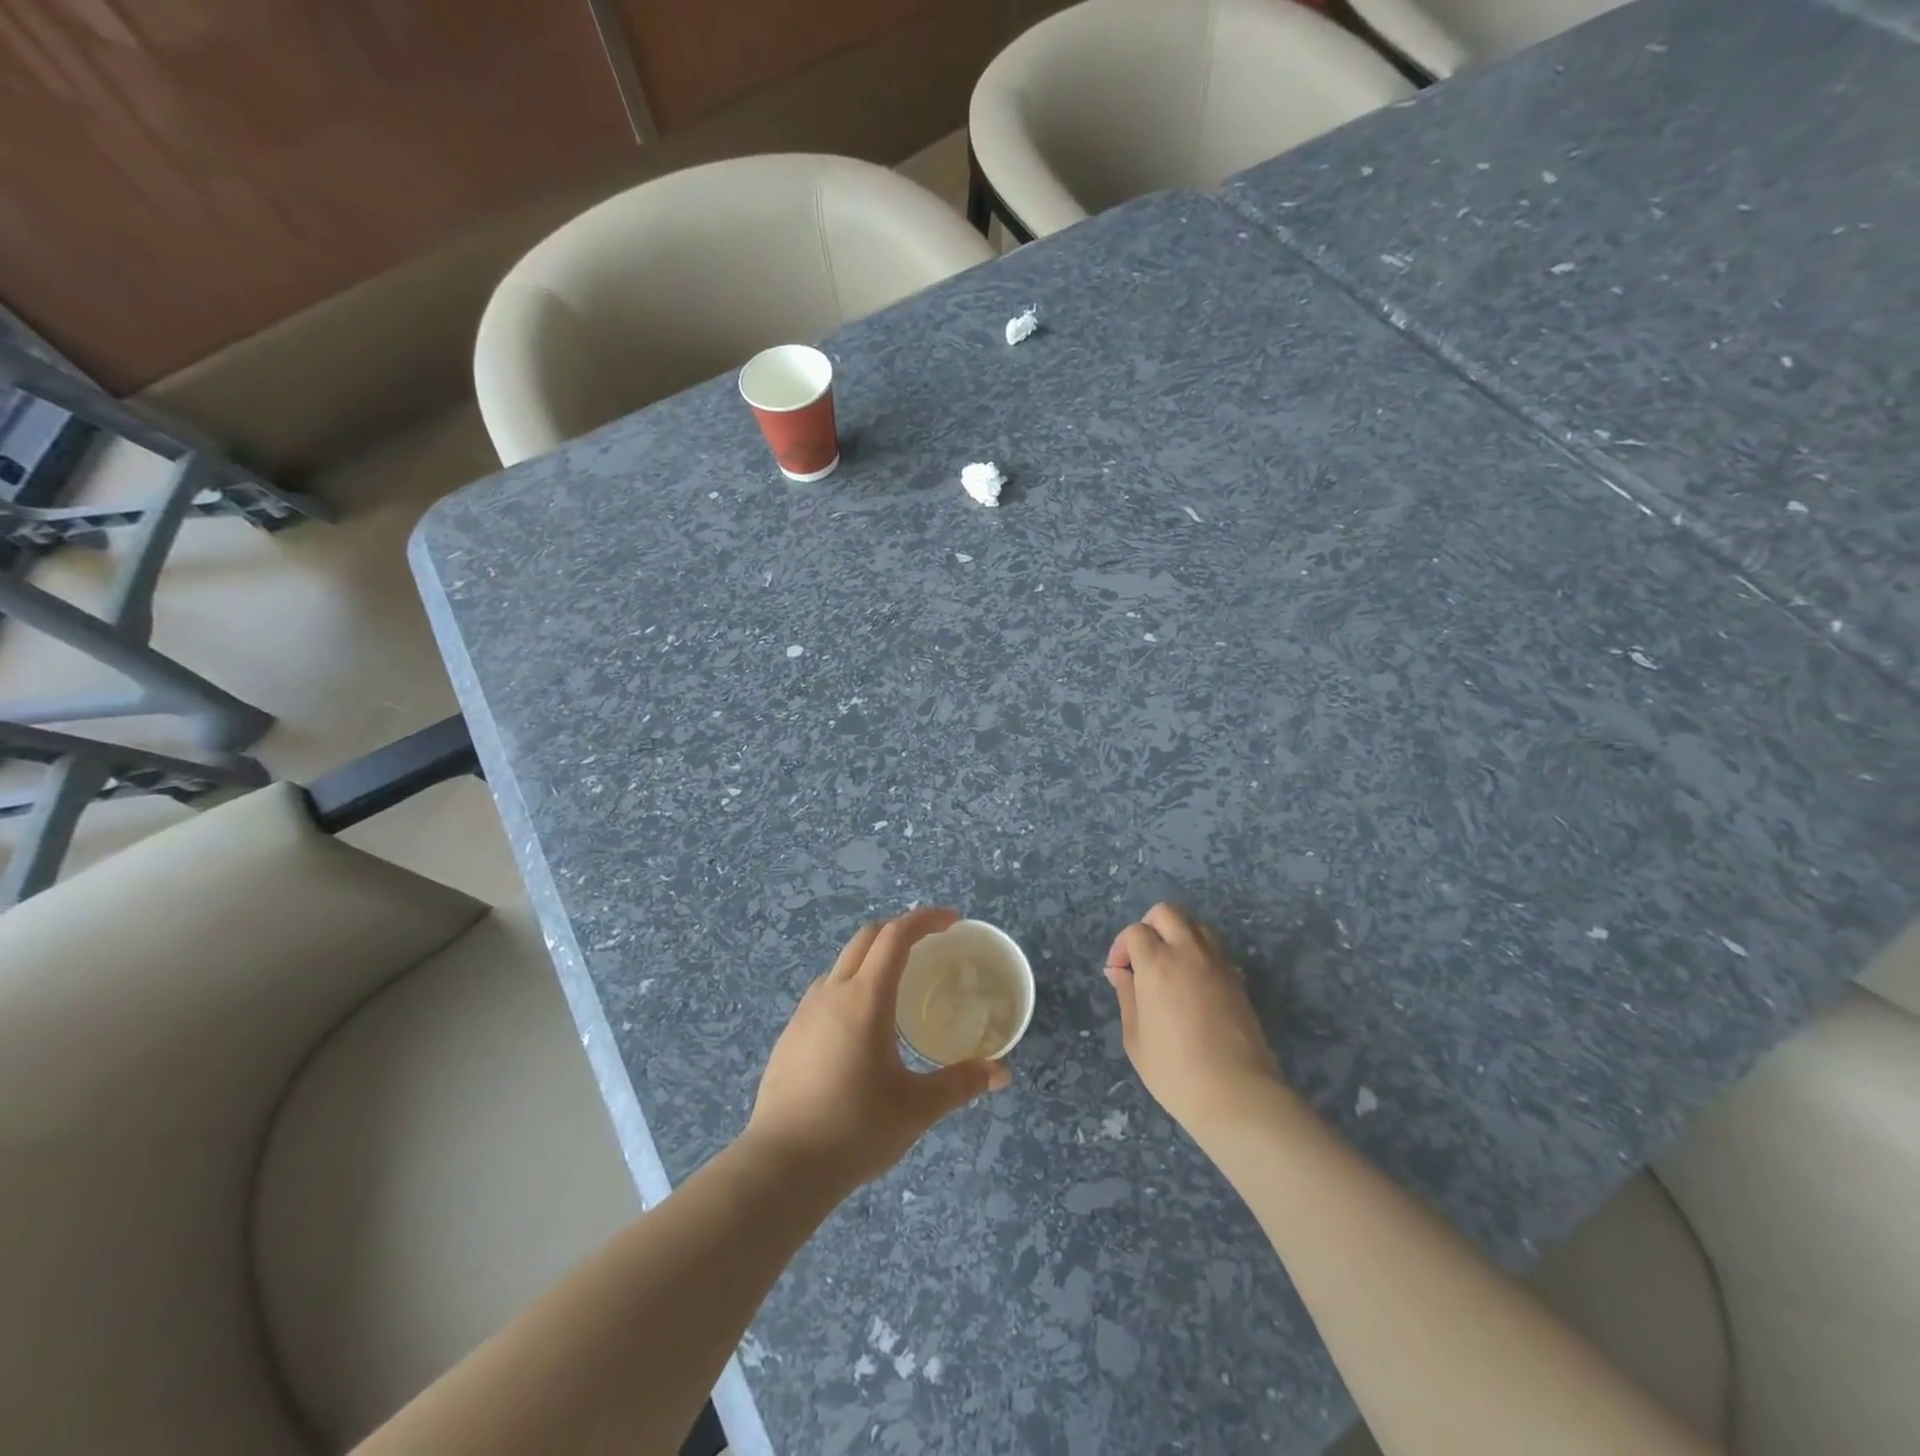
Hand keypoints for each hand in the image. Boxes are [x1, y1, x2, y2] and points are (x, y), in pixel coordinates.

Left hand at [746, 907, 1011, 1190]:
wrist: (782, 1167)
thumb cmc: (855, 1129)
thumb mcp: (917, 1107)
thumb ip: (961, 1084)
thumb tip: (1001, 1073)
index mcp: (866, 998)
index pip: (896, 936)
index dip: (926, 919)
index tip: (952, 920)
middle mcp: (832, 993)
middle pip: (867, 938)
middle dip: (900, 930)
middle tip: (931, 944)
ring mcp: (805, 1012)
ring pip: (842, 963)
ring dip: (873, 957)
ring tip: (898, 984)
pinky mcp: (790, 1035)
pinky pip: (825, 991)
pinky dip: (851, 985)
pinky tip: (862, 1025)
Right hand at [1105, 903, 1285, 1131]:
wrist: (1236, 1094)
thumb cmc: (1174, 1070)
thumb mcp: (1135, 1037)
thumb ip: (1127, 995)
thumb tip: (1120, 972)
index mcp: (1157, 963)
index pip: (1136, 931)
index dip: (1121, 948)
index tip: (1119, 974)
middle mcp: (1189, 952)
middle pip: (1167, 913)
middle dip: (1149, 927)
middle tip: (1142, 958)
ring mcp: (1218, 963)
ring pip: (1195, 924)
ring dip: (1177, 934)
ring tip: (1169, 966)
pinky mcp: (1238, 979)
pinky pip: (1214, 947)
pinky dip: (1198, 951)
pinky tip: (1192, 983)